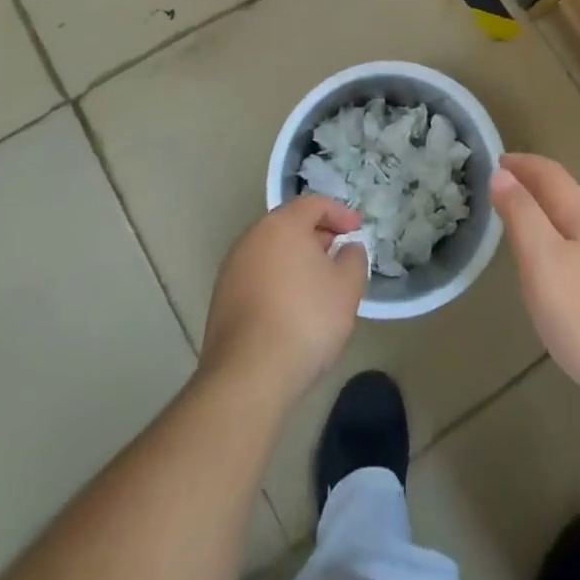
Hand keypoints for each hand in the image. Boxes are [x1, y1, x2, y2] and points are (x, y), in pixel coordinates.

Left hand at [200, 195, 367, 404]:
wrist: (248, 375)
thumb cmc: (306, 319)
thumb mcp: (347, 287)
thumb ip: (354, 258)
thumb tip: (347, 248)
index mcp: (282, 225)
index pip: (314, 204)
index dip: (340, 212)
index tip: (358, 229)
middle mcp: (251, 238)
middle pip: (289, 225)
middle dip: (318, 235)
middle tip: (340, 253)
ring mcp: (232, 269)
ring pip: (271, 251)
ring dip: (296, 259)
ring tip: (319, 283)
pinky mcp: (222, 299)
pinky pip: (258, 276)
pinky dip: (278, 280)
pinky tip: (292, 307)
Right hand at [492, 153, 579, 421]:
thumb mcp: (542, 258)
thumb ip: (521, 214)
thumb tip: (503, 173)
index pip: (552, 175)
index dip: (524, 164)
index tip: (497, 160)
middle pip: (567, 199)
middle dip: (535, 189)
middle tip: (503, 192)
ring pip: (577, 229)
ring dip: (548, 219)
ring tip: (523, 230)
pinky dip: (560, 248)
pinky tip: (555, 275)